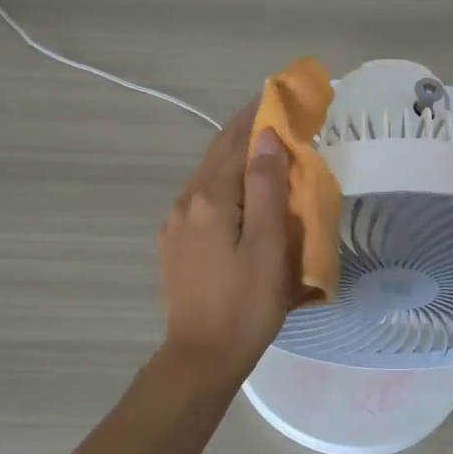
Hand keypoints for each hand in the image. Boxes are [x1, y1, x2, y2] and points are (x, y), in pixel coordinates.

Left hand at [158, 99, 294, 385]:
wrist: (201, 358)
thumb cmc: (245, 305)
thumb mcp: (267, 246)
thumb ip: (266, 188)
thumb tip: (267, 137)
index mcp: (208, 199)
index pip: (234, 142)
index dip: (257, 116)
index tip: (278, 95)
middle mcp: (185, 203)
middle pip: (216, 154)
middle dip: (244, 131)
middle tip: (275, 115)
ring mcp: (175, 224)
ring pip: (207, 176)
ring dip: (233, 157)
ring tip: (263, 149)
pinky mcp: (174, 244)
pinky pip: (201, 199)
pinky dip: (224, 183)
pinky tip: (240, 193)